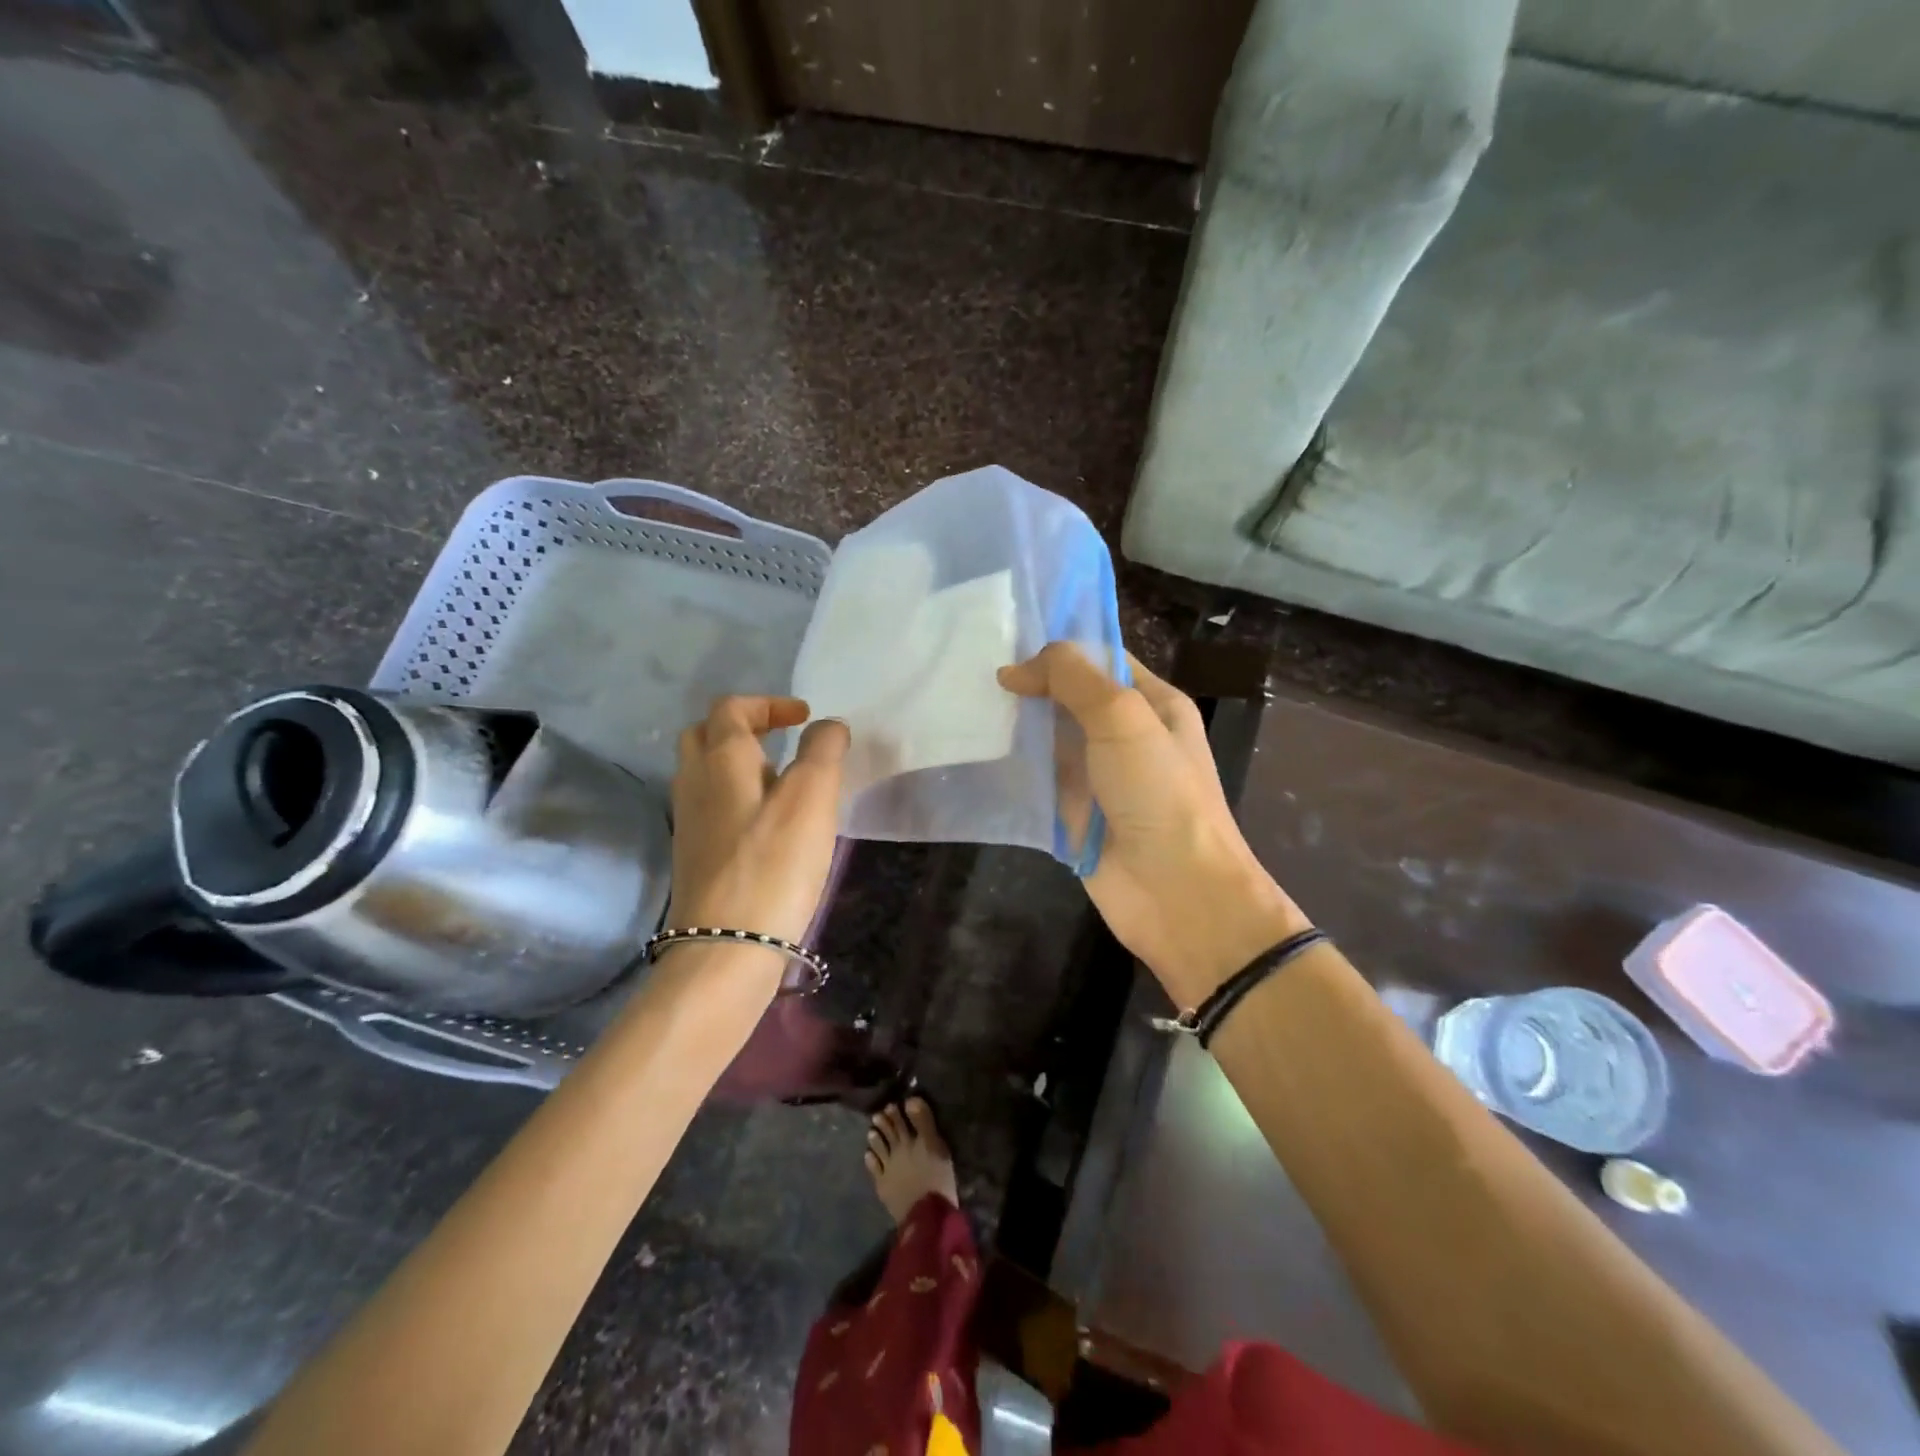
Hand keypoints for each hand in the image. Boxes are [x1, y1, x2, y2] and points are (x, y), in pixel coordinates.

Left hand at [666, 696, 848, 951]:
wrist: (725, 948)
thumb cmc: (773, 864)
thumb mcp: (812, 798)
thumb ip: (823, 751)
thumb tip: (828, 726)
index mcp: (720, 760)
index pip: (732, 708)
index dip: (769, 703)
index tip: (805, 718)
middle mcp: (694, 783)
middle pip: (705, 735)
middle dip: (744, 726)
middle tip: (784, 739)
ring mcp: (688, 822)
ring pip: (705, 772)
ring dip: (739, 762)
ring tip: (782, 780)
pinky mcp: (694, 856)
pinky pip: (711, 806)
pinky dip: (737, 797)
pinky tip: (767, 823)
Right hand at [999, 645, 1308, 1005]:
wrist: (1176, 892)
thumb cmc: (1159, 793)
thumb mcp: (1122, 718)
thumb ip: (1072, 679)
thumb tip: (1014, 670)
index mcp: (1152, 703)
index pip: (1101, 659)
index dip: (1058, 649)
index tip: (1005, 641)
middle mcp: (1125, 735)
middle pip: (1069, 697)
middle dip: (1028, 685)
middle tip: (972, 670)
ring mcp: (1096, 776)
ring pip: (1048, 738)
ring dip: (1014, 725)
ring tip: (962, 703)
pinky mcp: (1071, 812)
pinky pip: (1036, 780)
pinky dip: (1010, 767)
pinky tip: (973, 750)